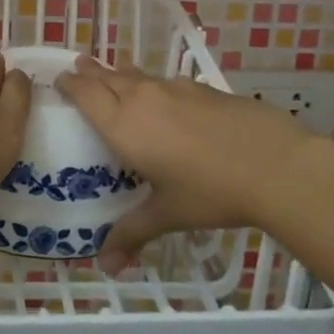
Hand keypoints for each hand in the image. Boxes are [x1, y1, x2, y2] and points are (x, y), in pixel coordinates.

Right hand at [55, 56, 315, 271]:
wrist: (275, 164)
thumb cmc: (211, 191)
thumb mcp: (168, 214)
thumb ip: (133, 233)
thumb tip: (106, 267)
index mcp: (124, 125)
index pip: (86, 94)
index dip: (70, 84)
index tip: (59, 79)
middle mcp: (143, 98)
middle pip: (108, 76)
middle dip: (91, 72)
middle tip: (78, 66)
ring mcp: (176, 89)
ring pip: (138, 75)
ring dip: (121, 74)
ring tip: (115, 75)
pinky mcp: (204, 89)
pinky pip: (166, 82)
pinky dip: (154, 84)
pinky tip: (166, 97)